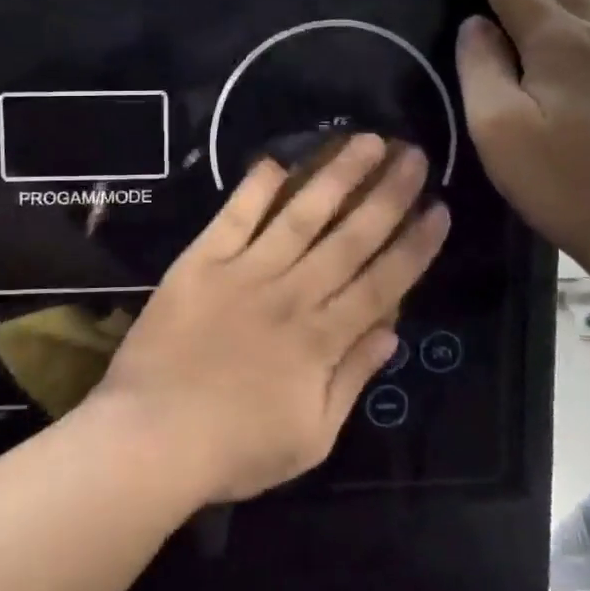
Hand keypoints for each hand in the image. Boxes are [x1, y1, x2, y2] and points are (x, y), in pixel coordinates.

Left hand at [92, 135, 448, 505]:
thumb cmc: (234, 449)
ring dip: (336, 176)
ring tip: (365, 140)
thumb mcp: (311, 437)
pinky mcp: (201, 262)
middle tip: (413, 154)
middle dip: (388, 194)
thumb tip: (392, 332)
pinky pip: (235, 217)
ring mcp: (245, 272)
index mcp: (322, 340)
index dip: (414, 245)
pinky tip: (277, 159)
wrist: (150, 437)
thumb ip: (352, 379)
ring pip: (301, 215)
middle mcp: (292, 294)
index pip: (382, 282)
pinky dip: (255, 188)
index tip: (439, 208)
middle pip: (349, 237)